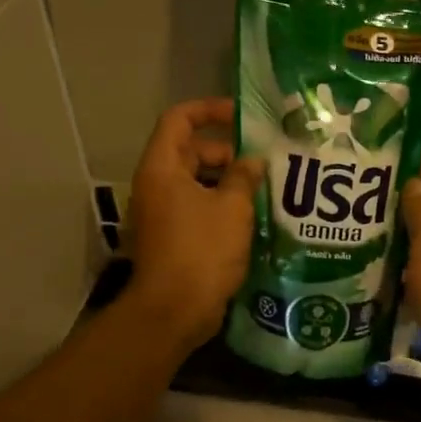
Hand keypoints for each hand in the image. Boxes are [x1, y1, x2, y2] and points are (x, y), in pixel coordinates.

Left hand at [122, 98, 263, 354]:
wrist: (174, 310)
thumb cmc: (202, 250)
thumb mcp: (232, 208)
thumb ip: (244, 177)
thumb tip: (253, 161)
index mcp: (163, 168)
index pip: (179, 120)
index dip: (209, 110)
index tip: (241, 116)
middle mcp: (156, 186)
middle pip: (190, 152)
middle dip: (227, 152)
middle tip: (262, 162)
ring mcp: (163, 213)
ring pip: (197, 182)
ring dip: (228, 182)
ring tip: (264, 189)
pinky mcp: (173, 237)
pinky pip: (198, 208)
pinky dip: (221, 206)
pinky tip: (251, 217)